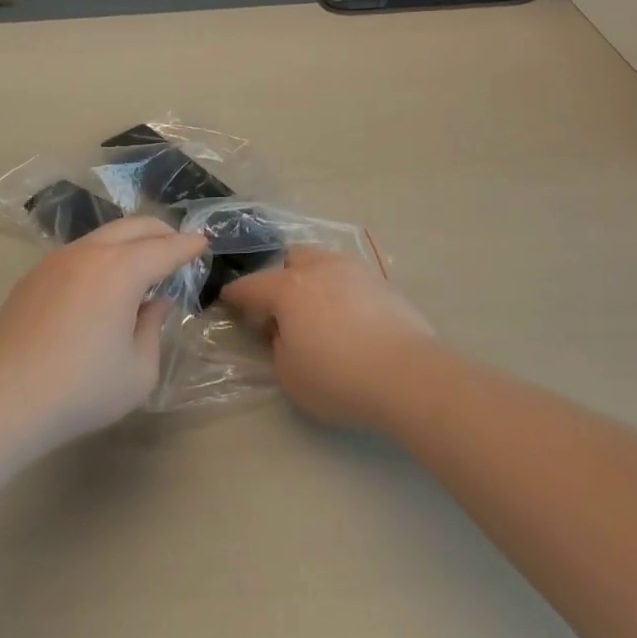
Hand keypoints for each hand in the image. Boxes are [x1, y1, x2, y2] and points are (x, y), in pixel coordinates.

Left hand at [0, 217, 206, 444]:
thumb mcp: (139, 370)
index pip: (165, 248)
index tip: (203, 243)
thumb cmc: (81, 389)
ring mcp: (56, 261)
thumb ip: (154, 329)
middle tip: (177, 246)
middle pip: (133, 227)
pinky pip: (78, 253)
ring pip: (103, 235)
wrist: (3, 402)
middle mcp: (89, 253)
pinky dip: (101, 256)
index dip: (188, 246)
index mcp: (121, 270)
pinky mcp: (33, 277)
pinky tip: (101, 283)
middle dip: (161, 232)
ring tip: (141, 264)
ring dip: (129, 242)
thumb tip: (155, 303)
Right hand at [221, 248, 435, 430]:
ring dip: (312, 280)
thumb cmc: (339, 378)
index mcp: (289, 288)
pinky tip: (347, 318)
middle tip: (280, 308)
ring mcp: (355, 271)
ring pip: (324, 263)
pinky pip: (350, 279)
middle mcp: (320, 269)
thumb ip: (279, 346)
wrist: (408, 375)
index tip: (228, 299)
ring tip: (316, 310)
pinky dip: (340, 292)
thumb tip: (285, 331)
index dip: (236, 295)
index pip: (252, 286)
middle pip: (291, 260)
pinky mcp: (383, 283)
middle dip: (279, 278)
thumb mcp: (290, 375)